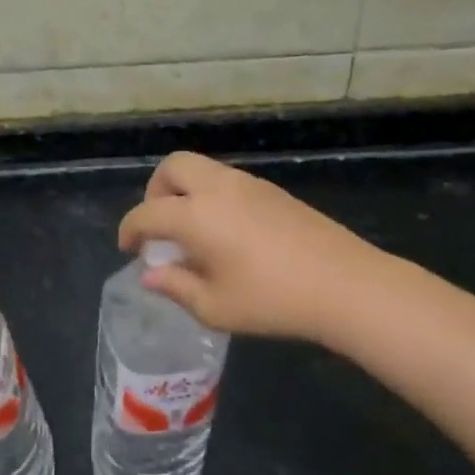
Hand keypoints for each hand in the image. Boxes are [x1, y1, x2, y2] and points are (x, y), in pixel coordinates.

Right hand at [118, 152, 380, 343]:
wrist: (344, 285)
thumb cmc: (272, 300)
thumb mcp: (214, 307)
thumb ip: (176, 286)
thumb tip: (151, 275)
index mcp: (195, 215)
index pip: (146, 214)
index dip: (130, 230)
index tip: (129, 250)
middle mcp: (217, 189)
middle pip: (172, 167)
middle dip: (155, 192)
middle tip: (160, 227)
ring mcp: (248, 185)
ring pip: (202, 169)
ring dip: (185, 192)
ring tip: (193, 233)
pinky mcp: (273, 191)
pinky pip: (227, 181)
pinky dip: (212, 197)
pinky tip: (227, 234)